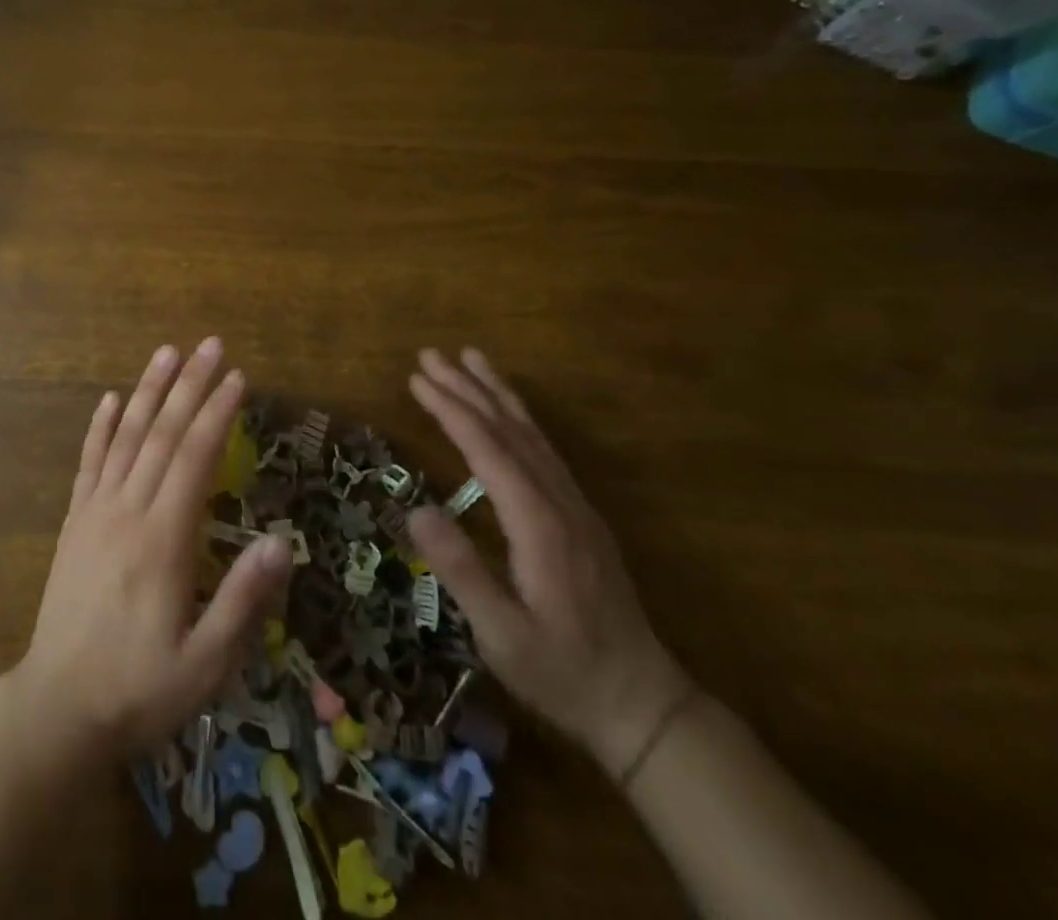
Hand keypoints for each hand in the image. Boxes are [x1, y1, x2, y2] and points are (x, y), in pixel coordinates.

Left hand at [6, 338, 293, 763]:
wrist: (57, 709)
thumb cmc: (139, 689)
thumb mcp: (205, 664)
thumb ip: (243, 600)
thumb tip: (282, 542)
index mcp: (163, 539)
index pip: (194, 457)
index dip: (217, 413)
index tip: (237, 378)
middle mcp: (127, 511)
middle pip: (162, 434)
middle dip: (190, 385)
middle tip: (210, 344)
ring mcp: (95, 512)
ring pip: (125, 437)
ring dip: (148, 391)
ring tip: (166, 352)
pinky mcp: (74, 523)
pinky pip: (88, 463)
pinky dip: (99, 427)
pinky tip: (109, 398)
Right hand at [405, 348, 691, 778]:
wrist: (642, 703)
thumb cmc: (562, 672)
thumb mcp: (503, 636)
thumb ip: (463, 572)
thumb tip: (416, 511)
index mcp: (539, 525)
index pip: (488, 450)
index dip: (451, 410)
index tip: (417, 379)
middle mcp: (559, 502)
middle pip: (509, 430)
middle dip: (467, 388)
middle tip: (430, 354)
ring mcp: (575, 506)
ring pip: (532, 434)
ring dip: (496, 393)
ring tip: (470, 358)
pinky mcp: (580, 515)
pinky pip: (544, 450)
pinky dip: (519, 418)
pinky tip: (506, 410)